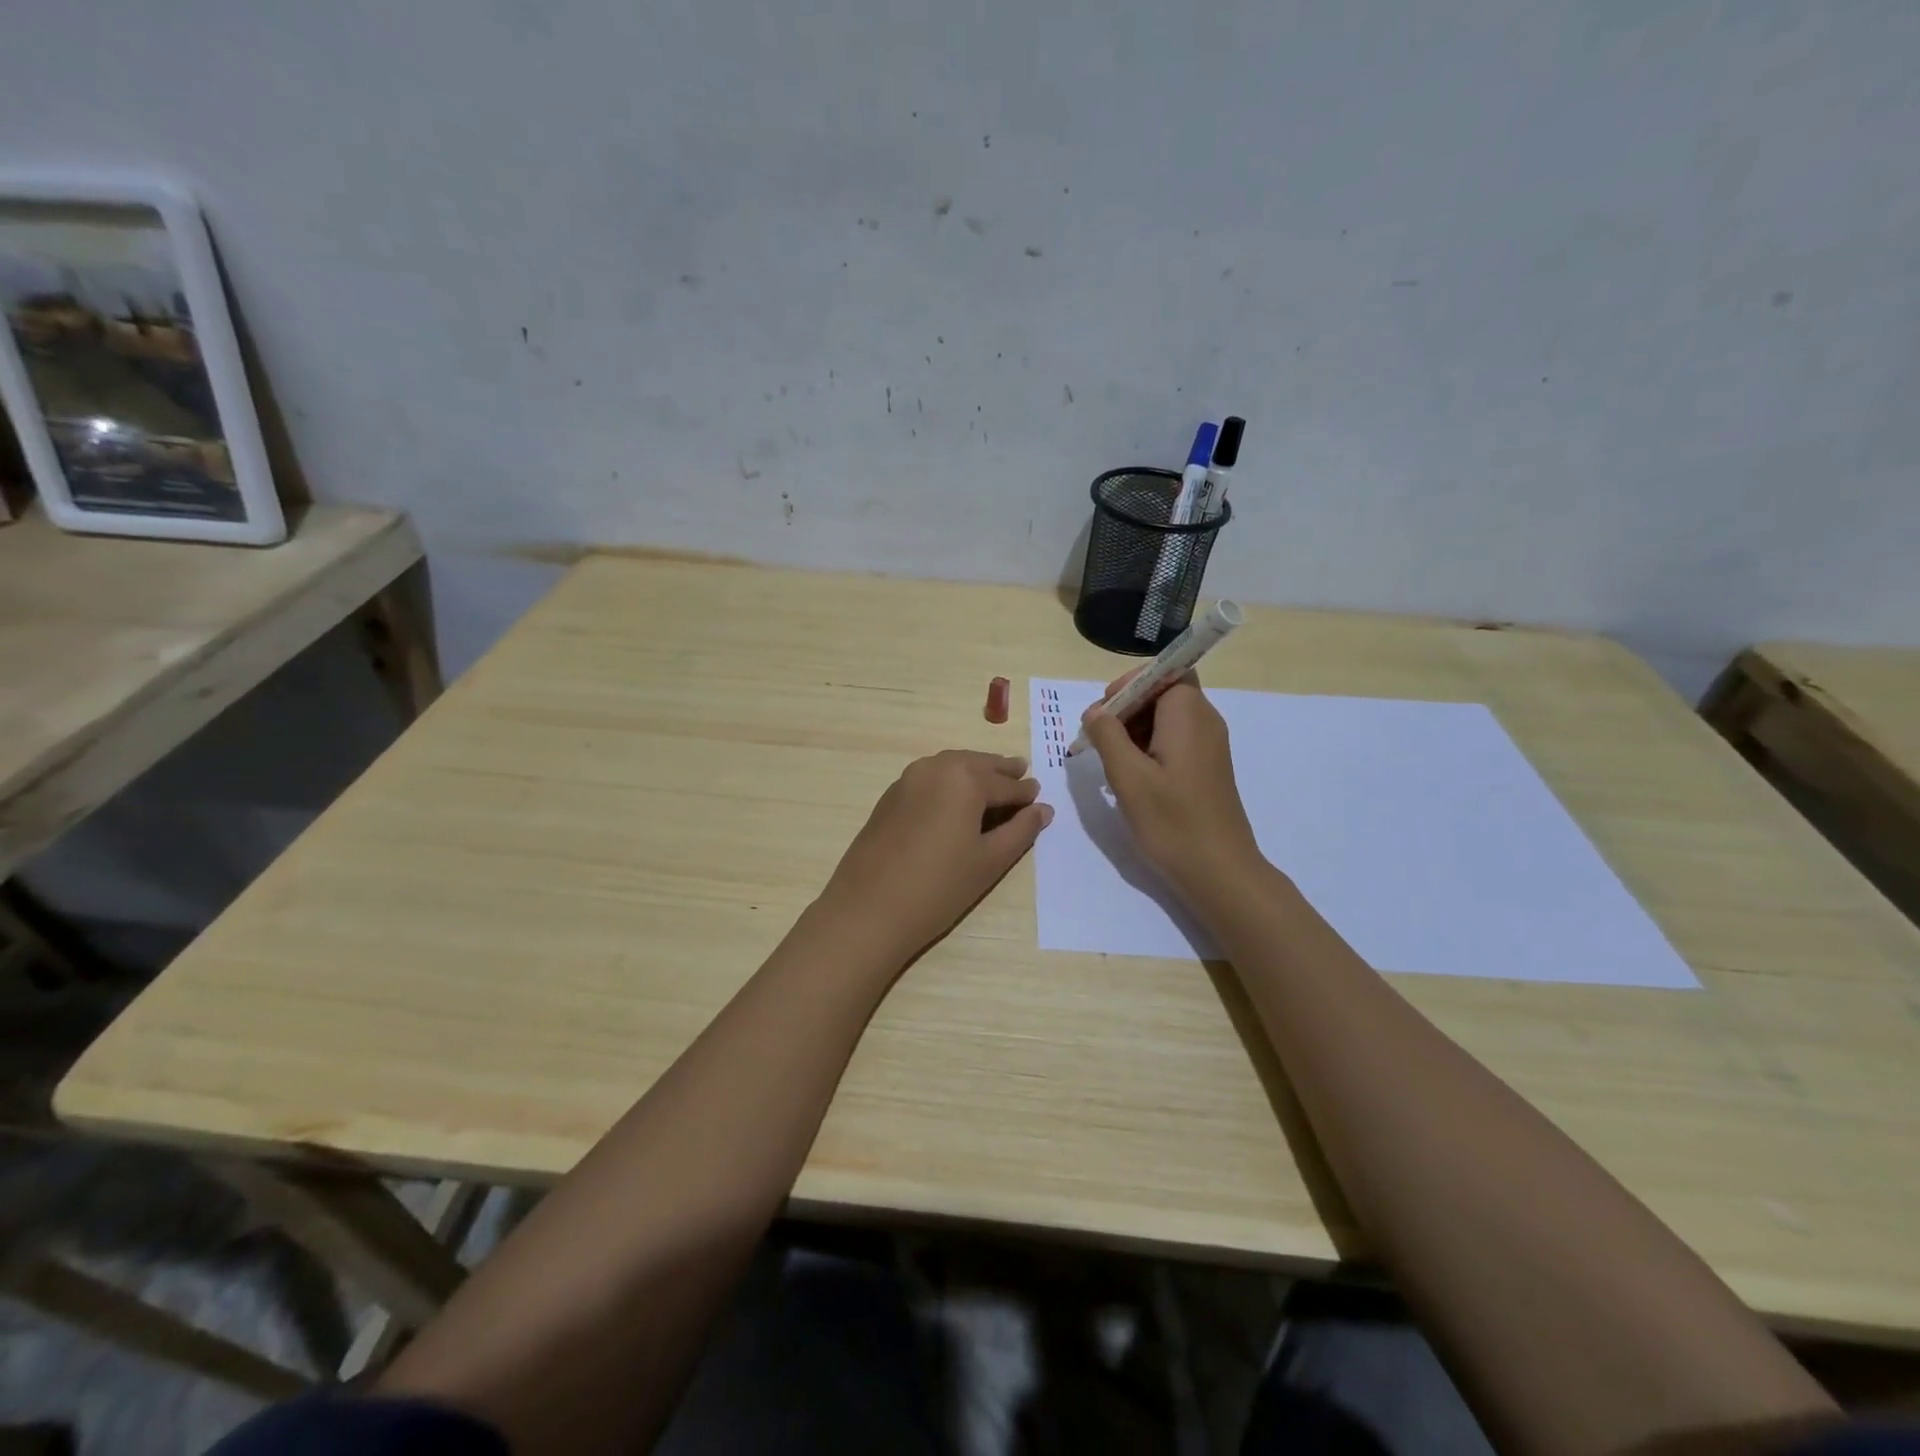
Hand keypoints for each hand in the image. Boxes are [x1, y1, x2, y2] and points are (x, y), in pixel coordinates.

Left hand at [816, 750, 1052, 961]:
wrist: (869, 909)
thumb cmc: (939, 887)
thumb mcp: (989, 861)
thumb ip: (1020, 830)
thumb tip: (1043, 809)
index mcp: (964, 779)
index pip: (1006, 784)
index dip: (1026, 793)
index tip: (1040, 796)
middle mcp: (936, 767)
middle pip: (977, 765)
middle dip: (1000, 772)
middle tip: (1021, 776)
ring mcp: (908, 779)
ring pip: (951, 767)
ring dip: (974, 773)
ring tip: (991, 786)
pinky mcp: (890, 796)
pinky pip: (929, 778)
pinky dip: (949, 782)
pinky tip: (956, 801)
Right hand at [1079, 673, 1264, 903]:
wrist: (1220, 871)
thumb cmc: (1172, 821)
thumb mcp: (1128, 777)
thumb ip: (1108, 736)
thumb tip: (1095, 711)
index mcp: (1188, 715)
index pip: (1164, 672)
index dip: (1131, 683)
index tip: (1104, 712)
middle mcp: (1205, 721)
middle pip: (1164, 692)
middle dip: (1127, 708)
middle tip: (1100, 740)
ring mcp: (1209, 745)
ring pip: (1167, 717)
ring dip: (1135, 730)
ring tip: (1111, 762)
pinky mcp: (1207, 767)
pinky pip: (1175, 739)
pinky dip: (1150, 747)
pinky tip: (1133, 778)